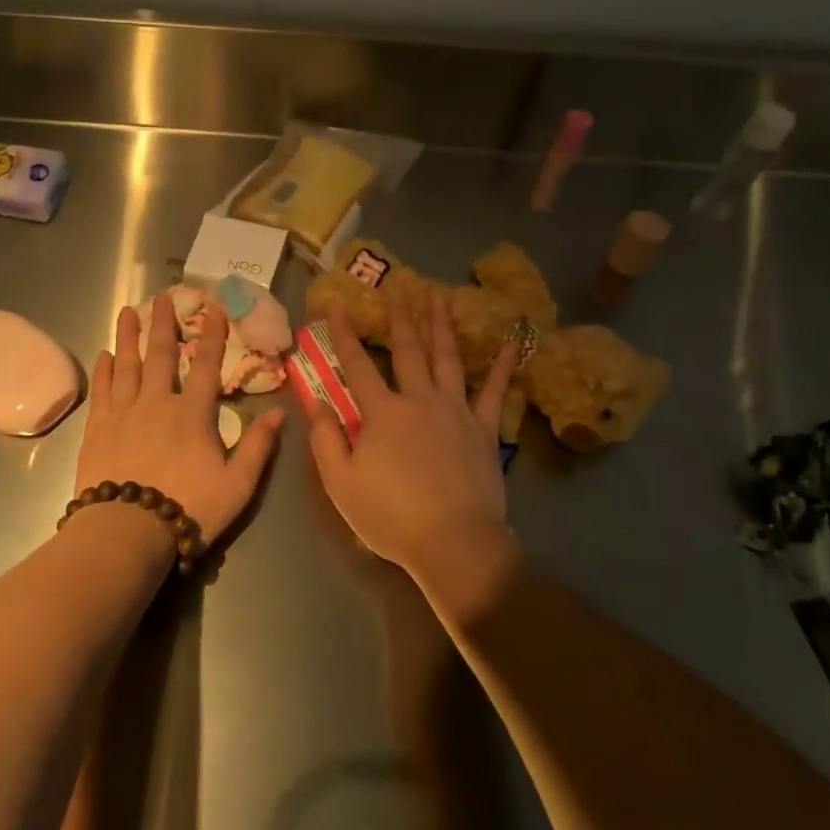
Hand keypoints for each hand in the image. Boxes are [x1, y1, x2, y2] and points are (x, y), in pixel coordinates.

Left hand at [77, 292, 284, 549]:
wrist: (128, 532)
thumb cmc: (189, 508)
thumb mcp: (238, 484)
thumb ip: (258, 446)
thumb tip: (279, 412)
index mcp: (192, 413)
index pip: (205, 365)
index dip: (212, 335)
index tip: (213, 307)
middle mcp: (156, 403)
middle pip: (160, 355)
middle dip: (163, 323)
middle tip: (162, 296)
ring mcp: (123, 413)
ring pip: (126, 365)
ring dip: (128, 336)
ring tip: (128, 311)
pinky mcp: (98, 429)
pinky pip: (102, 391)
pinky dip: (104, 371)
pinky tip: (104, 355)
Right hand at [306, 291, 519, 580]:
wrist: (454, 543)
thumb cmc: (391, 516)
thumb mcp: (340, 482)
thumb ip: (326, 438)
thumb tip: (316, 401)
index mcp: (381, 413)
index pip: (356, 364)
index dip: (344, 334)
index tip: (337, 304)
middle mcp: (419, 400)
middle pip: (407, 350)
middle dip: (400, 316)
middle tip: (400, 285)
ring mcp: (456, 411)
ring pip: (447, 358)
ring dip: (441, 324)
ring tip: (440, 295)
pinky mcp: (485, 429)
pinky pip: (495, 392)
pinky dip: (503, 366)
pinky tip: (512, 342)